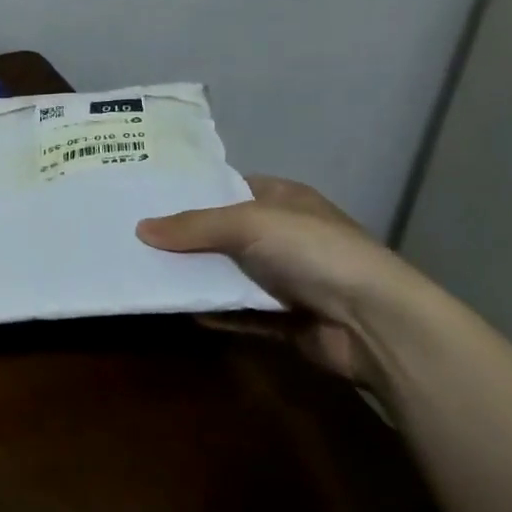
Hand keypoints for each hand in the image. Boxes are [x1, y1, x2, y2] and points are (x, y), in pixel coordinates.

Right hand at [136, 176, 437, 380]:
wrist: (374, 323)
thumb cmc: (313, 252)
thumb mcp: (247, 224)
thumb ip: (193, 226)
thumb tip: (140, 229)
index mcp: (284, 200)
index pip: (231, 188)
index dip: (194, 193)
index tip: (150, 199)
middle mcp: (287, 235)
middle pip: (225, 233)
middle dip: (187, 238)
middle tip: (137, 238)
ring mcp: (289, 279)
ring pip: (231, 274)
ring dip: (199, 277)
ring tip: (148, 272)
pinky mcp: (288, 319)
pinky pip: (242, 312)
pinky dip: (217, 311)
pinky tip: (183, 310)